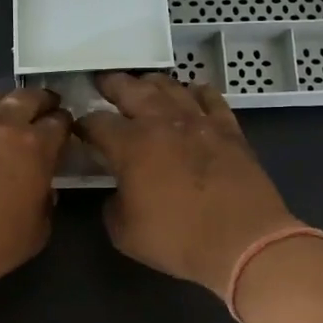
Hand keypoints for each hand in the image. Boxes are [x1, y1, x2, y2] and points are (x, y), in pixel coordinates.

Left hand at [0, 87, 71, 298]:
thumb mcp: (38, 231)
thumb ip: (45, 202)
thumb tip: (41, 190)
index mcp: (35, 147)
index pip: (59, 122)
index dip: (64, 124)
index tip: (64, 129)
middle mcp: (1, 125)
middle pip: (27, 97)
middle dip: (41, 101)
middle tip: (44, 108)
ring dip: (4, 104)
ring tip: (5, 116)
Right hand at [77, 72, 301, 297]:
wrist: (243, 240)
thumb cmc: (178, 239)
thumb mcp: (125, 233)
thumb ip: (113, 205)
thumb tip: (119, 192)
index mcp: (131, 145)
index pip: (97, 124)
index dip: (84, 124)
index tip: (79, 128)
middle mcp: (162, 123)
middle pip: (132, 90)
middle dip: (113, 85)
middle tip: (103, 82)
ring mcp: (199, 122)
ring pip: (171, 88)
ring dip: (152, 83)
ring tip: (143, 83)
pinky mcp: (229, 130)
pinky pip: (211, 99)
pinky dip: (198, 92)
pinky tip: (193, 92)